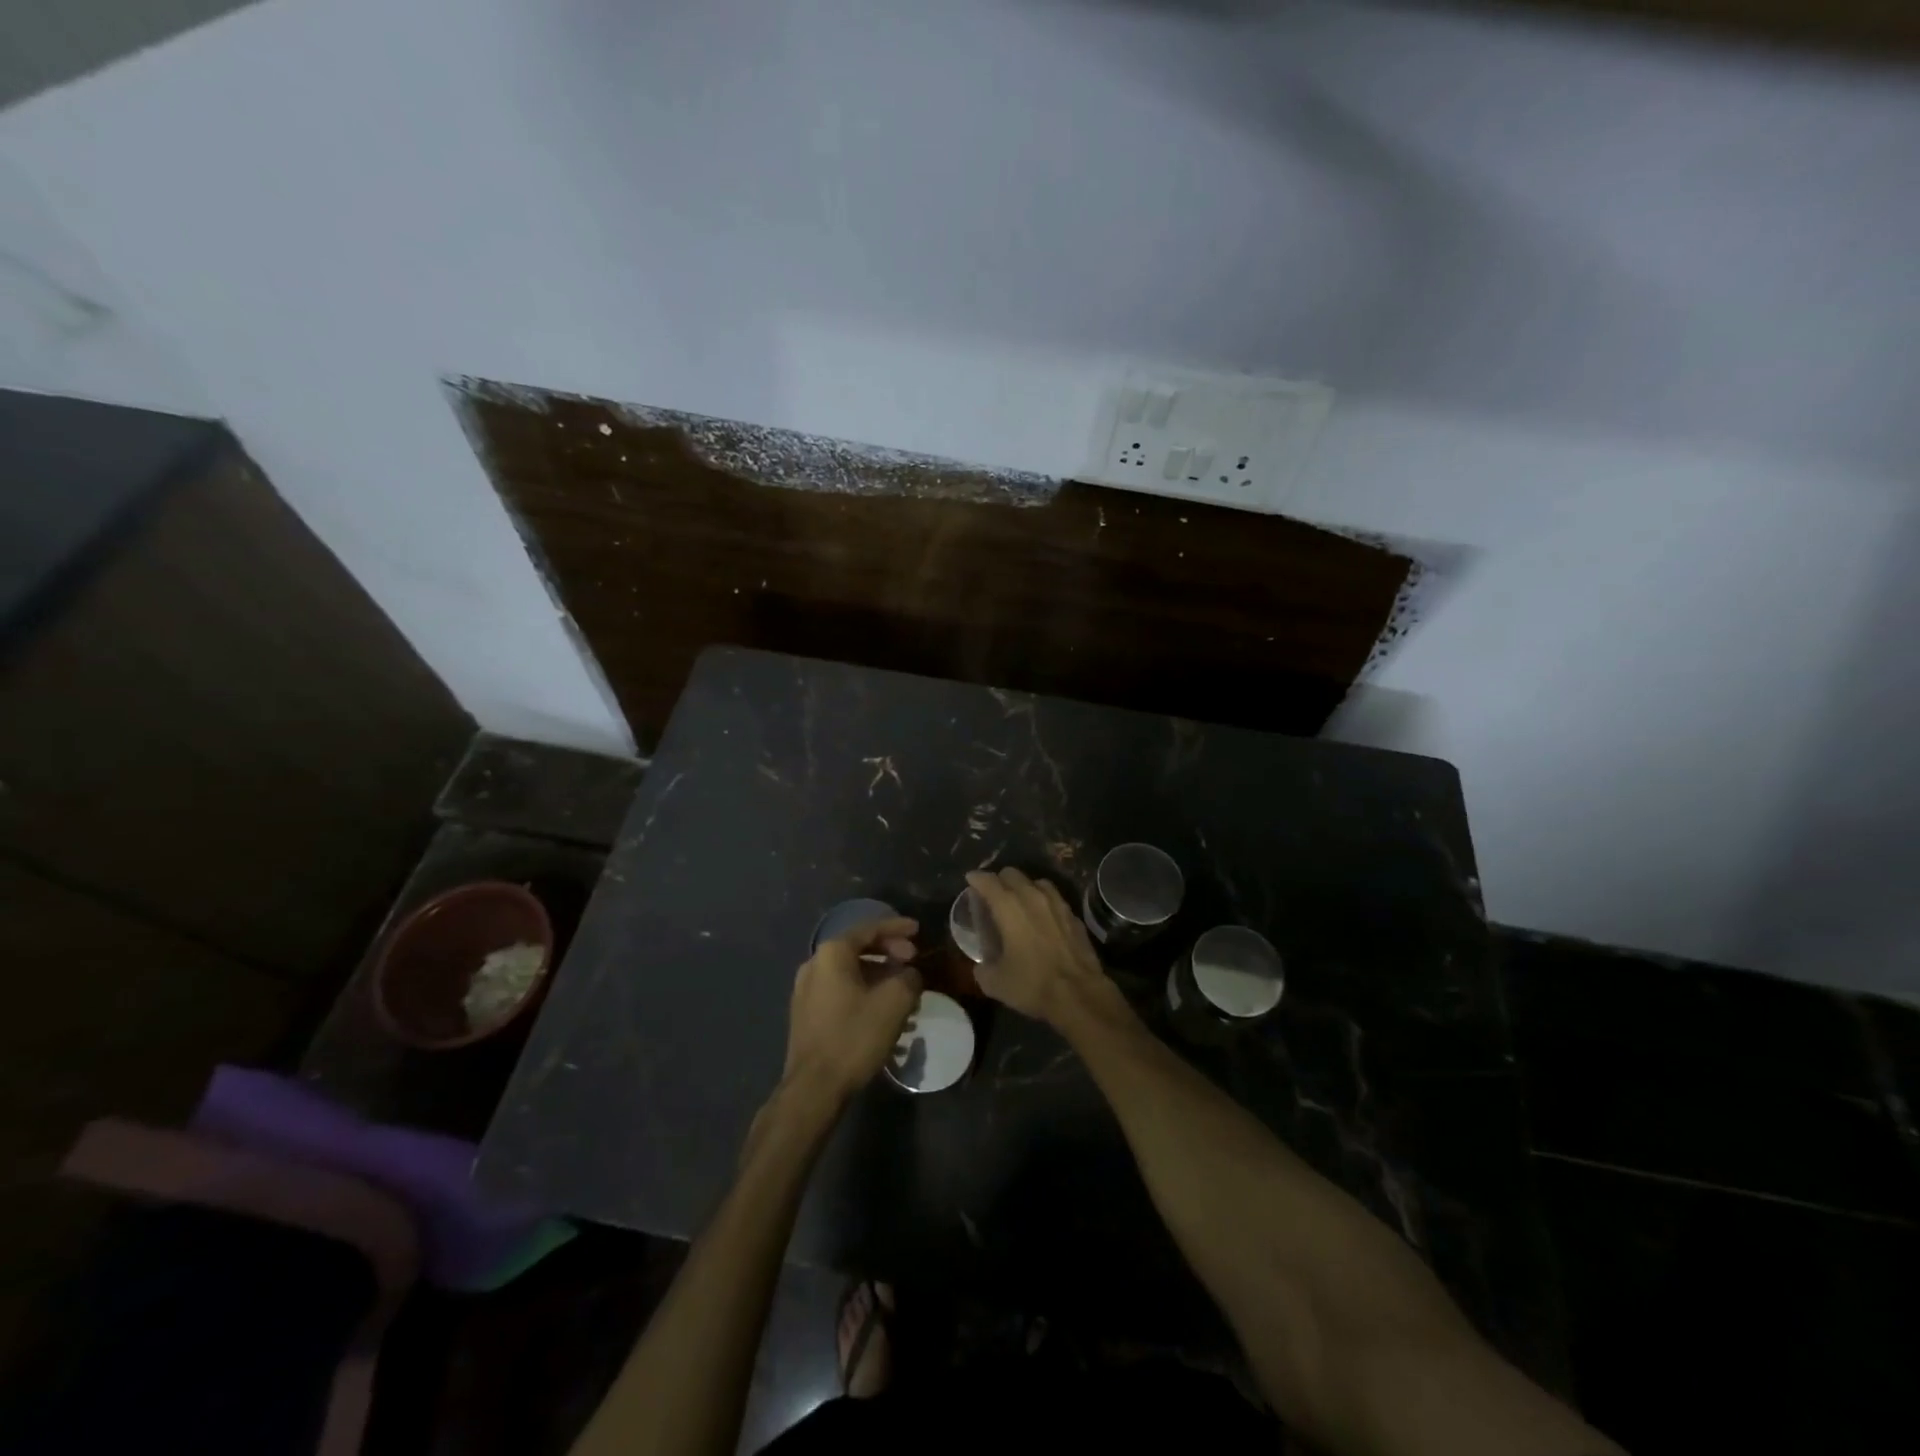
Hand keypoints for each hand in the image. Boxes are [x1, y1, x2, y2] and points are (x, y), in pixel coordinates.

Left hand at [783, 917, 922, 1101]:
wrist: (814, 1087)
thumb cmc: (854, 1036)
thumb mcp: (894, 1002)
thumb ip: (908, 978)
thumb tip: (909, 975)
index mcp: (832, 953)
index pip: (869, 929)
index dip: (897, 928)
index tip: (918, 930)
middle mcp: (814, 965)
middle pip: (858, 948)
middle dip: (888, 952)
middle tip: (913, 960)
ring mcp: (806, 991)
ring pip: (850, 972)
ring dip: (878, 975)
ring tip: (903, 989)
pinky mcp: (806, 1015)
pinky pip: (841, 991)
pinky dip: (864, 991)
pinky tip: (882, 1011)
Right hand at [964, 868, 1112, 1026]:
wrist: (1079, 994)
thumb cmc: (1032, 984)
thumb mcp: (994, 983)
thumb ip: (982, 967)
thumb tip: (982, 965)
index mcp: (1008, 907)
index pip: (987, 881)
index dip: (976, 878)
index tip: (970, 880)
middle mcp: (1032, 896)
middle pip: (1012, 874)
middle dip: (999, 880)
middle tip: (993, 895)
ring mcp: (1056, 903)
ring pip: (1036, 882)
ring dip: (1024, 888)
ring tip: (1019, 903)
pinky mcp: (1073, 915)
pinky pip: (1054, 898)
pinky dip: (1044, 902)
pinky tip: (1043, 917)